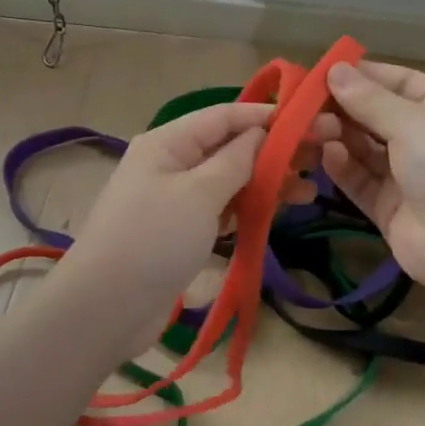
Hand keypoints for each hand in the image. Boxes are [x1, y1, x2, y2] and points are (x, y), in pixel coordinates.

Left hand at [54, 101, 334, 328]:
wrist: (104, 309)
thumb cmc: (153, 240)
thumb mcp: (199, 193)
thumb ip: (236, 160)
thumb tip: (260, 133)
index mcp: (168, 143)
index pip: (225, 116)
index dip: (267, 116)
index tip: (311, 121)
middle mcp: (170, 164)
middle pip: (229, 147)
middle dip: (273, 151)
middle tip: (320, 159)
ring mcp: (174, 200)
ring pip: (228, 180)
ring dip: (266, 181)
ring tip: (309, 191)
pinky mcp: (179, 232)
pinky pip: (220, 209)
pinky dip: (247, 208)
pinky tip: (277, 212)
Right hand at [321, 60, 424, 305]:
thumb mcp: (416, 123)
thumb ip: (370, 100)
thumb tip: (334, 70)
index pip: (400, 82)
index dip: (362, 76)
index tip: (321, 71)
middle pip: (378, 116)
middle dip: (344, 108)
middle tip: (305, 104)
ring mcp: (410, 176)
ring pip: (365, 149)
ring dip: (339, 136)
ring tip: (313, 128)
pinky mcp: (391, 209)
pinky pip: (362, 180)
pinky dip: (344, 167)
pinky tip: (327, 155)